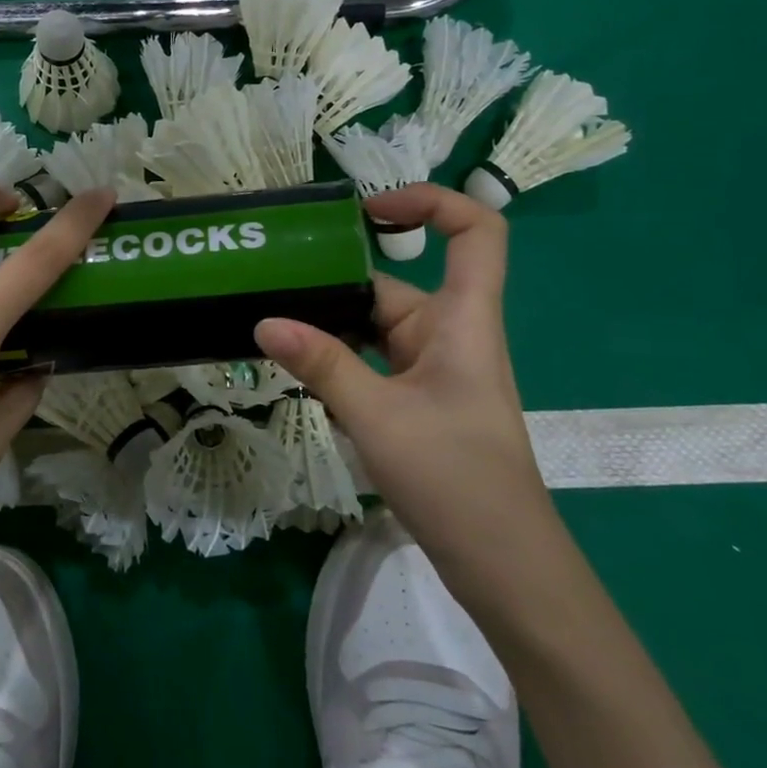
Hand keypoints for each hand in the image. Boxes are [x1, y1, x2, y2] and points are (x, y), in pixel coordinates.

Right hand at [253, 184, 554, 559]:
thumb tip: (263, 321)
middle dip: (335, 284)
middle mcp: (450, 333)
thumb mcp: (377, 415)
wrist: (503, 565)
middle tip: (270, 285)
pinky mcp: (420, 401)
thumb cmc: (455, 477)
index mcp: (463, 319)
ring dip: (330, 329)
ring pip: (376, 328)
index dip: (431, 202)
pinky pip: (373, 363)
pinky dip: (339, 363)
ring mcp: (435, 369)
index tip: (369, 211)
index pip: (476, 231)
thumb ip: (322, 364)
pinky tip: (298, 376)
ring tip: (269, 327)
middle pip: (395, 285)